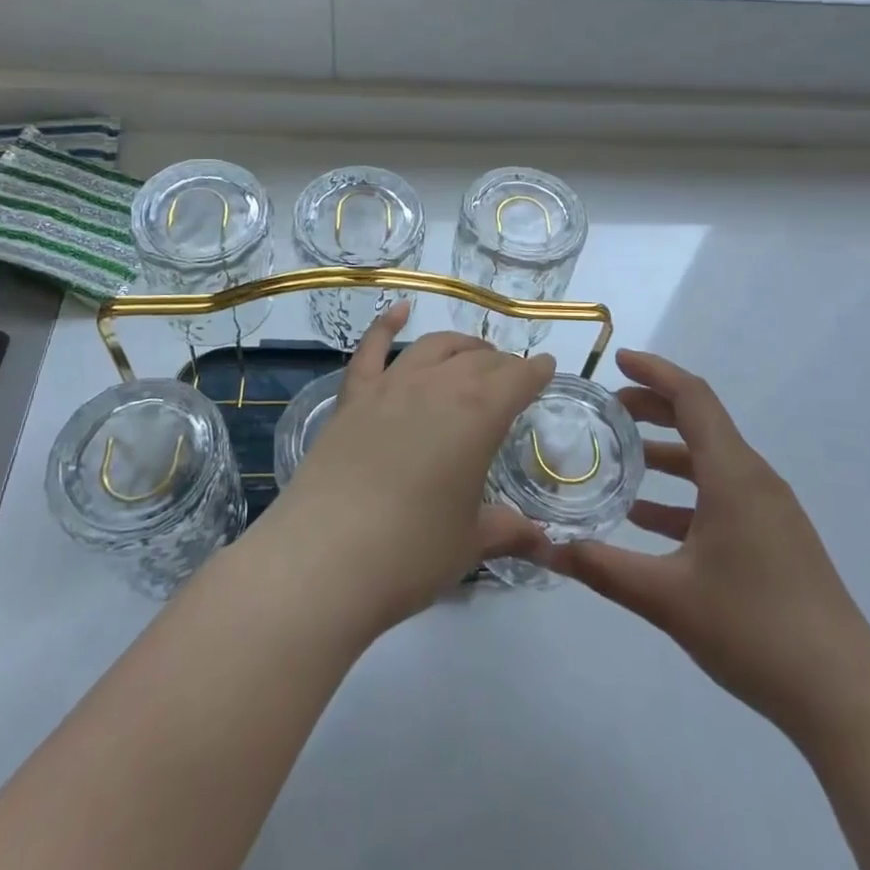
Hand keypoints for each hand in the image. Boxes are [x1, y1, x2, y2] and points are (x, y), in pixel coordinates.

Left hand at [266, 301, 555, 632]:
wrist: (323, 559)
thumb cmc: (410, 553)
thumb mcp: (469, 544)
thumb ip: (506, 530)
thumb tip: (543, 543)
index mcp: (478, 416)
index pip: (517, 379)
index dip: (535, 372)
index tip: (546, 368)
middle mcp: (437, 387)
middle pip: (479, 361)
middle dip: (502, 364)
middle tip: (512, 376)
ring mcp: (390, 387)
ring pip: (434, 348)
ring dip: (460, 345)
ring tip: (473, 353)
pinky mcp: (353, 398)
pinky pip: (371, 349)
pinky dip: (386, 324)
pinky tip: (399, 310)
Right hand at [550, 349, 869, 741]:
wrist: (845, 696)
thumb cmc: (754, 629)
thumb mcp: (666, 598)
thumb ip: (601, 567)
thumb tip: (544, 545)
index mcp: (733, 474)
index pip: (692, 397)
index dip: (653, 372)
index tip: (616, 361)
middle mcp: (755, 480)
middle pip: (701, 422)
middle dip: (653, 409)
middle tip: (608, 410)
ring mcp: (770, 511)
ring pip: (711, 462)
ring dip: (666, 455)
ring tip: (620, 462)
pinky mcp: (776, 540)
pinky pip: (723, 496)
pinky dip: (684, 495)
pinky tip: (649, 522)